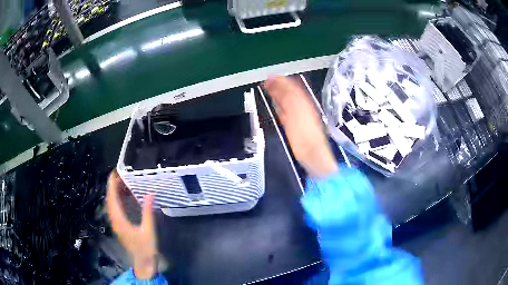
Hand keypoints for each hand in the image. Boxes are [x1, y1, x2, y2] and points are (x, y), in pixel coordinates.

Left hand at [106, 170, 157, 279]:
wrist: (143, 263)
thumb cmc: (146, 248)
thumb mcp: (149, 230)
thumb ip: (148, 211)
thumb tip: (150, 193)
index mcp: (120, 220)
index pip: (112, 199)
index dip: (111, 185)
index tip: (114, 173)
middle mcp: (115, 221)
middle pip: (109, 201)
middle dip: (112, 187)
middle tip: (121, 176)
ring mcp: (115, 225)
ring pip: (110, 206)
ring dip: (113, 194)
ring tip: (121, 185)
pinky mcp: (118, 227)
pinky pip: (113, 211)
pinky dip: (116, 202)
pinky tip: (122, 199)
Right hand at [263, 76, 337, 177]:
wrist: (312, 153)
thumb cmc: (304, 134)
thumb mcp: (296, 111)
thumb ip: (288, 96)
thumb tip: (280, 84)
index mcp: (302, 102)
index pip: (290, 87)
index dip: (280, 81)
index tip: (269, 77)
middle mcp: (301, 106)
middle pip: (288, 92)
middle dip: (278, 86)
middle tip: (267, 81)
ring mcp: (298, 116)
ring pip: (287, 101)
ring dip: (278, 95)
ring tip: (269, 90)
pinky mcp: (295, 125)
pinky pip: (287, 112)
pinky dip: (280, 106)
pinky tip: (276, 105)